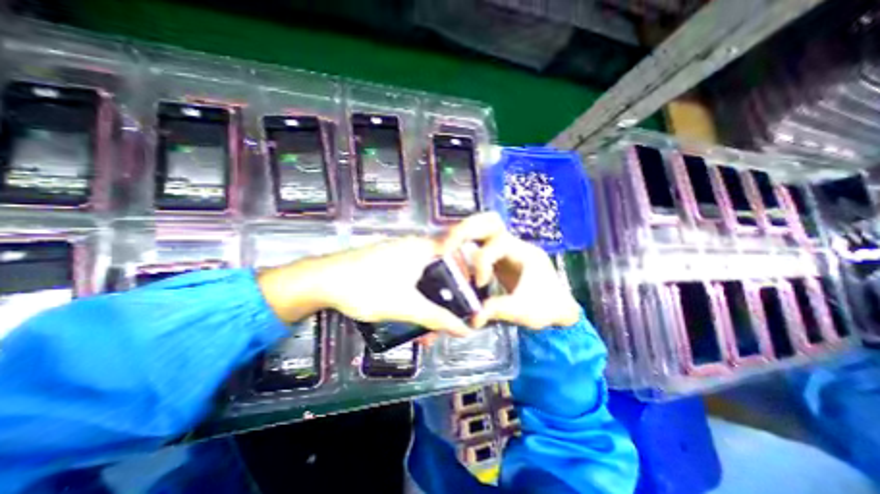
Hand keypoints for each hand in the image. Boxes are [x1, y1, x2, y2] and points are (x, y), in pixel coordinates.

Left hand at [256, 238, 473, 337]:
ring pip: (425, 279)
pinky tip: (409, 318)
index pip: (458, 256)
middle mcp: (415, 246)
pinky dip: (415, 298)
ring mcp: (400, 254)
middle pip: (442, 272)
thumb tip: (466, 330)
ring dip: (428, 304)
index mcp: (424, 248)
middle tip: (445, 324)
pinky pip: (411, 279)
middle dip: (445, 300)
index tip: (470, 298)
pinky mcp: (388, 263)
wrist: (322, 281)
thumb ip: (438, 319)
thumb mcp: (407, 306)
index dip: (468, 277)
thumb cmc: (369, 288)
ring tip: (424, 332)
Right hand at [445, 211, 583, 329]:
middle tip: (448, 246)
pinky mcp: (497, 256)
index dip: (482, 260)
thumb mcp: (525, 311)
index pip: (497, 243)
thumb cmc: (546, 307)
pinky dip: (465, 246)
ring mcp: (504, 248)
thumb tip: (473, 317)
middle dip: (467, 229)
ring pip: (482, 227)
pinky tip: (457, 260)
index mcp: (523, 252)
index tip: (479, 283)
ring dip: (464, 235)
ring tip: (448, 249)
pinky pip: (479, 243)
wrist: (557, 308)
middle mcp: (513, 244)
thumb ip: (500, 310)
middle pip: (489, 221)